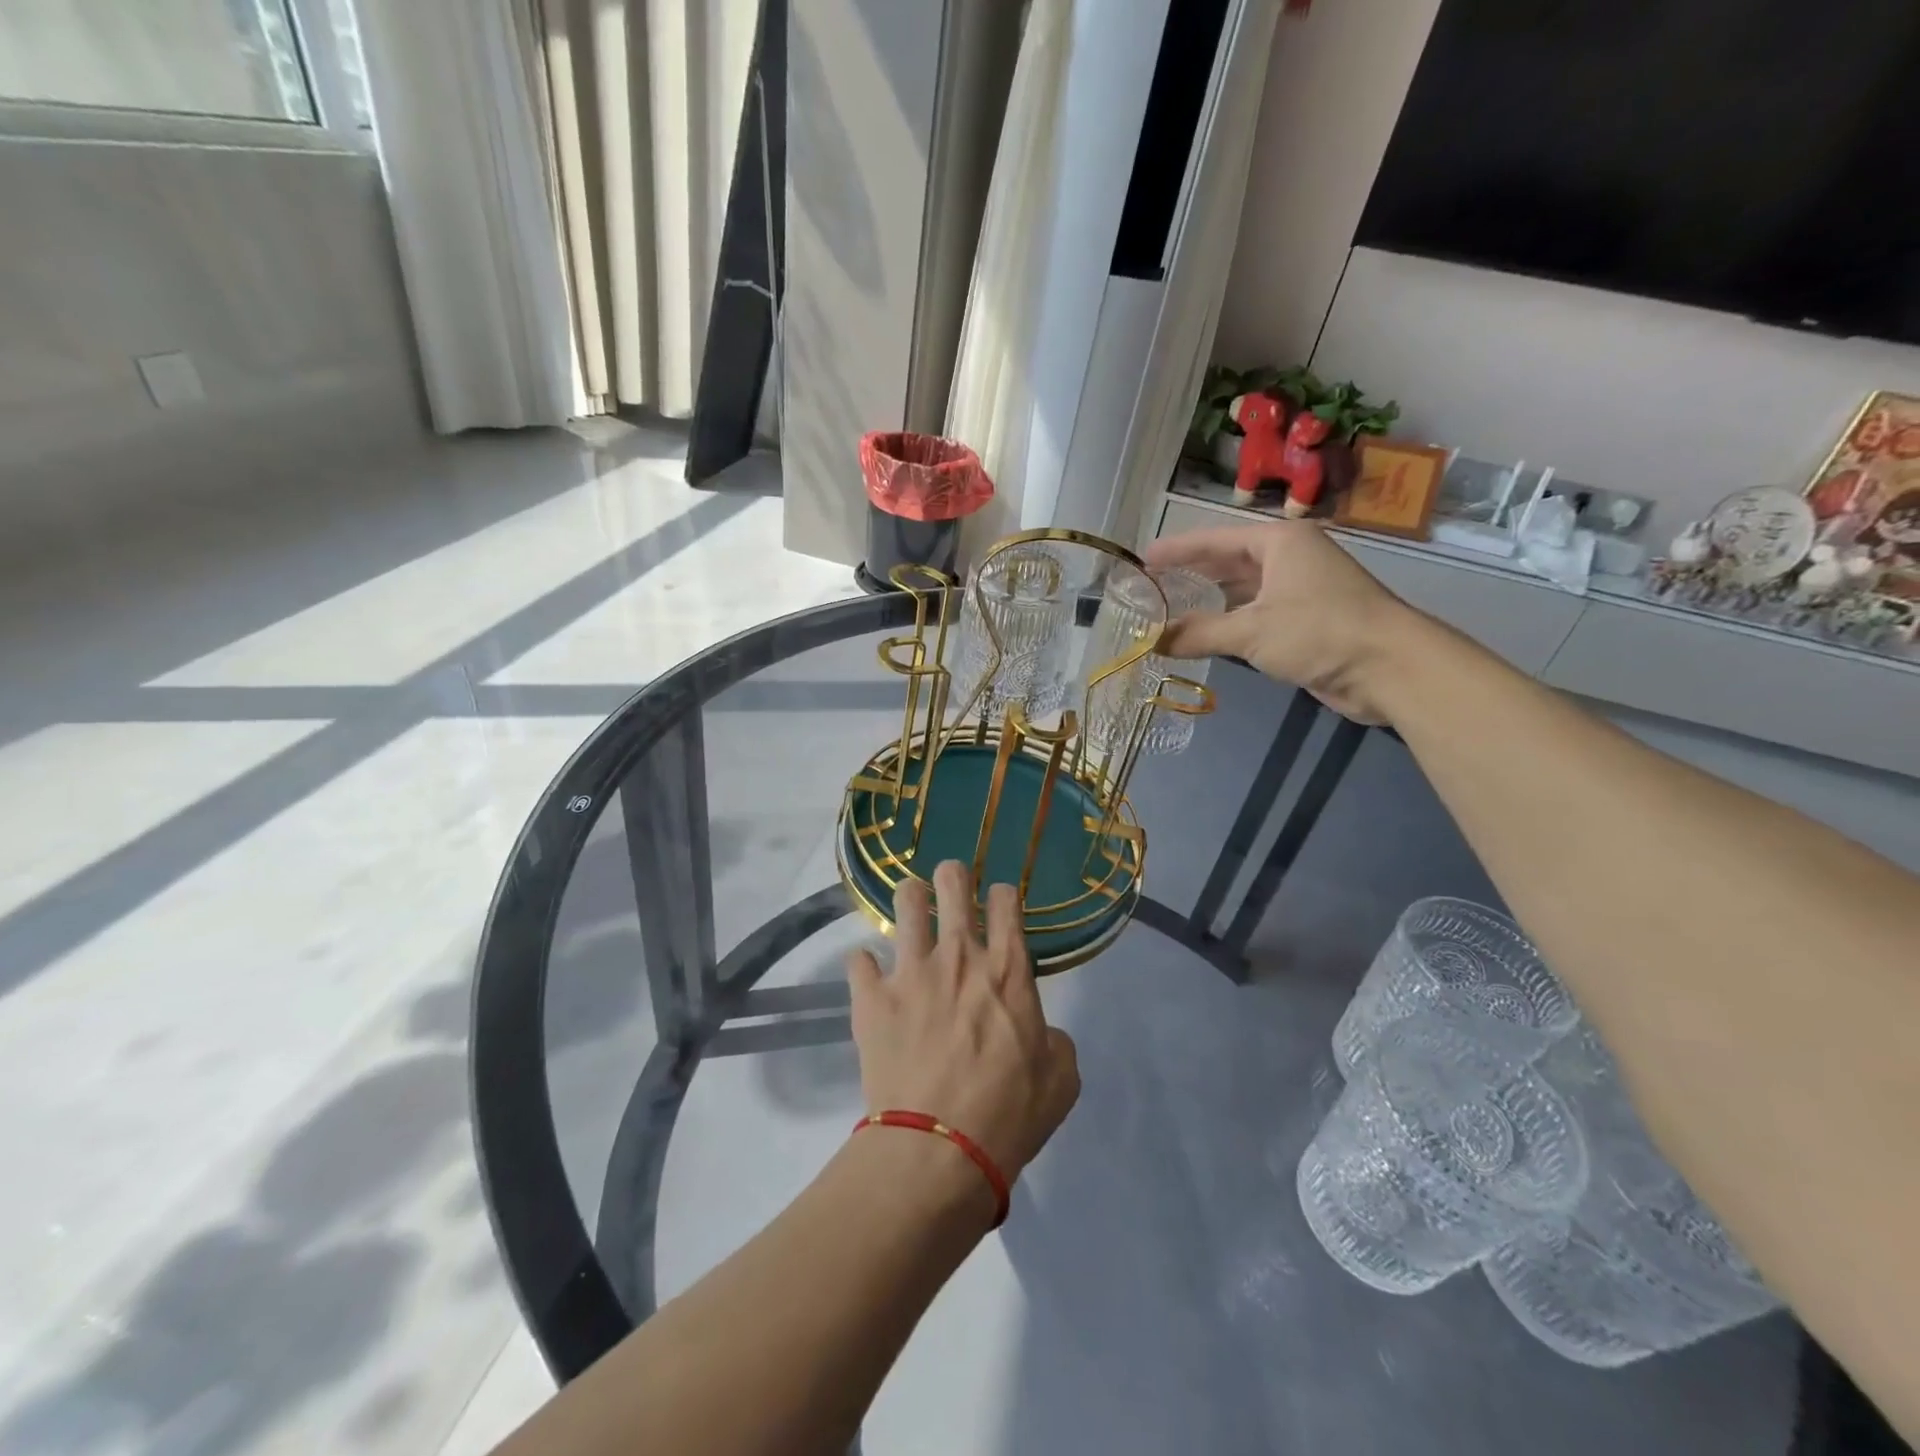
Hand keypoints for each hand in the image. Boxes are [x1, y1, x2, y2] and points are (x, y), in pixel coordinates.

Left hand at [846, 863, 1080, 1190]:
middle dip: (953, 874)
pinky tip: (869, 976)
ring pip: (905, 903)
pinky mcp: (871, 998)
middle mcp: (959, 956)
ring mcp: (911, 972)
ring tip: (911, 906)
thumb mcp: (1061, 1082)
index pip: (1006, 902)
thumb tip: (1042, 1034)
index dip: (1002, 894)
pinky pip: (858, 960)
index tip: (999, 903)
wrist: (938, 1150)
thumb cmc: (1008, 1115)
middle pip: (953, 882)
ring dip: (910, 899)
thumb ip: (1056, 1043)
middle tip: (951, 883)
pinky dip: (865, 966)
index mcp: (1007, 970)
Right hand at [1145, 520, 1417, 722]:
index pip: (1216, 540)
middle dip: (1192, 574)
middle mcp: (1291, 558)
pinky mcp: (1308, 621)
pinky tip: (1205, 634)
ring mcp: (1302, 590)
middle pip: (1229, 562)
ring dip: (1210, 602)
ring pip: (1244, 591)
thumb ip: (1197, 634)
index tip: (1144, 559)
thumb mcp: (1251, 631)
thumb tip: (1150, 642)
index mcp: (1280, 542)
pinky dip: (1230, 623)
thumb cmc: (1320, 632)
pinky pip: (1257, 615)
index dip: (1178, 550)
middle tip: (1152, 585)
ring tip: (1169, 609)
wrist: (1390, 667)